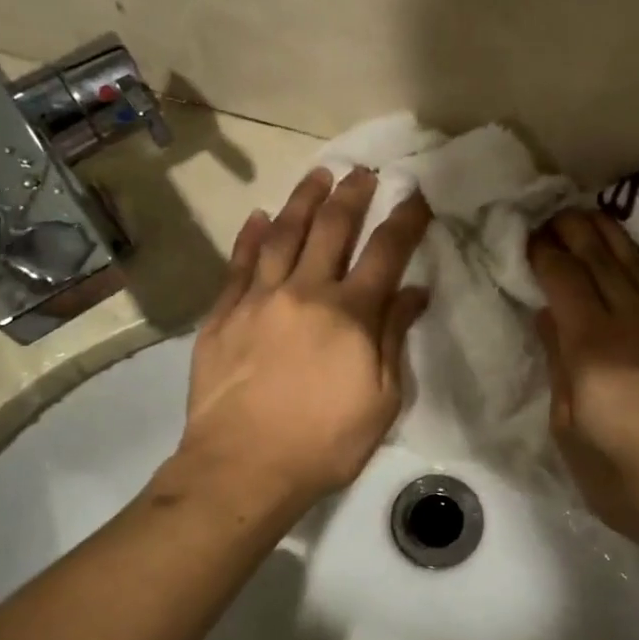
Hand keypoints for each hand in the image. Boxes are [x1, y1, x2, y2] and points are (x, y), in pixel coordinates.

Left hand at [174, 167, 430, 517]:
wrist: (243, 466)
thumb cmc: (324, 443)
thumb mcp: (382, 400)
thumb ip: (394, 338)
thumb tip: (413, 291)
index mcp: (351, 314)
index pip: (386, 252)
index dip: (405, 219)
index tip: (415, 194)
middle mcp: (306, 292)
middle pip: (332, 229)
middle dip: (352, 195)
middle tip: (362, 172)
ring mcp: (259, 299)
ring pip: (282, 234)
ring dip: (302, 201)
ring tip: (317, 175)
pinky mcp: (223, 315)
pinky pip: (239, 264)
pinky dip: (250, 237)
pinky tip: (258, 217)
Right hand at [529, 210, 638, 566]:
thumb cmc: (628, 480)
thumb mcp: (571, 432)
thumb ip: (560, 367)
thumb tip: (551, 318)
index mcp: (592, 346)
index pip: (564, 279)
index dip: (545, 253)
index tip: (530, 238)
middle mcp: (633, 320)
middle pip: (601, 260)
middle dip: (575, 231)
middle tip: (556, 215)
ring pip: (638, 264)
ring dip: (612, 236)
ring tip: (593, 218)